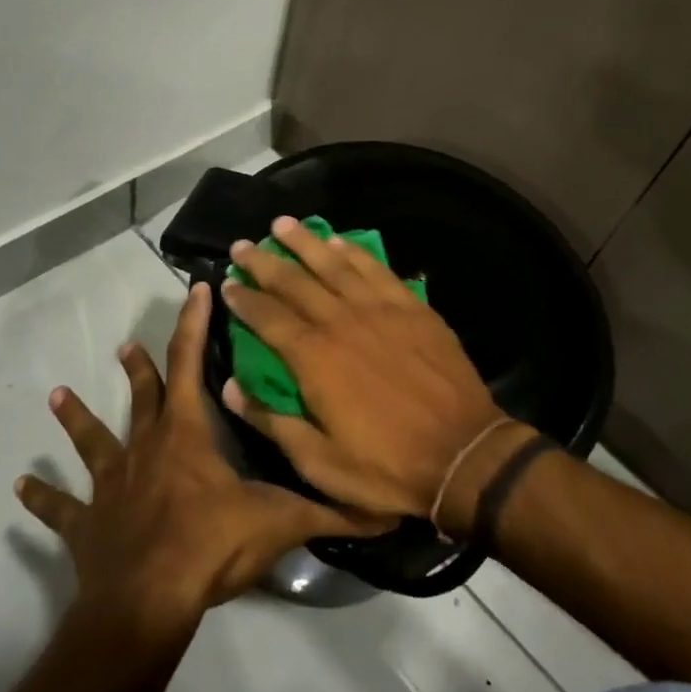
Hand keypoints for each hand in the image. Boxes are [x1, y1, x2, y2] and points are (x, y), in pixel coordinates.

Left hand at [15, 282, 378, 624]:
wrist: (147, 602)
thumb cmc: (211, 546)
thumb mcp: (279, 523)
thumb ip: (330, 512)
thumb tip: (386, 511)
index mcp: (187, 436)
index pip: (192, 364)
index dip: (195, 324)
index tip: (196, 288)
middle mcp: (145, 449)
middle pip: (142, 397)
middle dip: (139, 368)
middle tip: (126, 345)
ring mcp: (111, 486)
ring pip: (93, 441)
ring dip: (78, 419)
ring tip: (58, 395)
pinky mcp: (87, 525)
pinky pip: (61, 508)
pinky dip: (43, 498)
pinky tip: (20, 487)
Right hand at [218, 217, 525, 526]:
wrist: (463, 454)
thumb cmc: (386, 467)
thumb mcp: (319, 462)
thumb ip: (271, 421)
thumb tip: (230, 387)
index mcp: (315, 358)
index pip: (268, 317)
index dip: (244, 299)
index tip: (227, 282)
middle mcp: (343, 322)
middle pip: (295, 282)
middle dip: (265, 262)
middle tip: (243, 245)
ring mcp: (381, 310)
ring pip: (335, 264)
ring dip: (306, 243)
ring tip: (283, 224)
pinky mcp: (413, 308)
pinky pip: (377, 270)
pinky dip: (355, 252)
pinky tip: (340, 241)